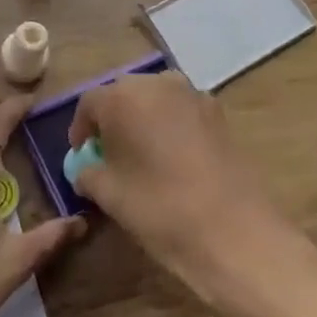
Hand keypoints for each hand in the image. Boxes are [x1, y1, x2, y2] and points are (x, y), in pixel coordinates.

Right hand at [68, 72, 316, 316]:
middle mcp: (158, 83)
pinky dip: (171, 128)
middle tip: (110, 155)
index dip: (81, 130)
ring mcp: (194, 95)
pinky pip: (182, 112)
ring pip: (156, 100)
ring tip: (142, 157)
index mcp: (123, 96)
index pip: (89, 104)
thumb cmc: (158, 208)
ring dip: (143, 121)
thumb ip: (88, 173)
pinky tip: (173, 161)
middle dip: (113, 120)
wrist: (234, 233)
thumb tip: (87, 169)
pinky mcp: (220, 114)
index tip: (82, 156)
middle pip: (124, 95)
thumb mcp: (108, 194)